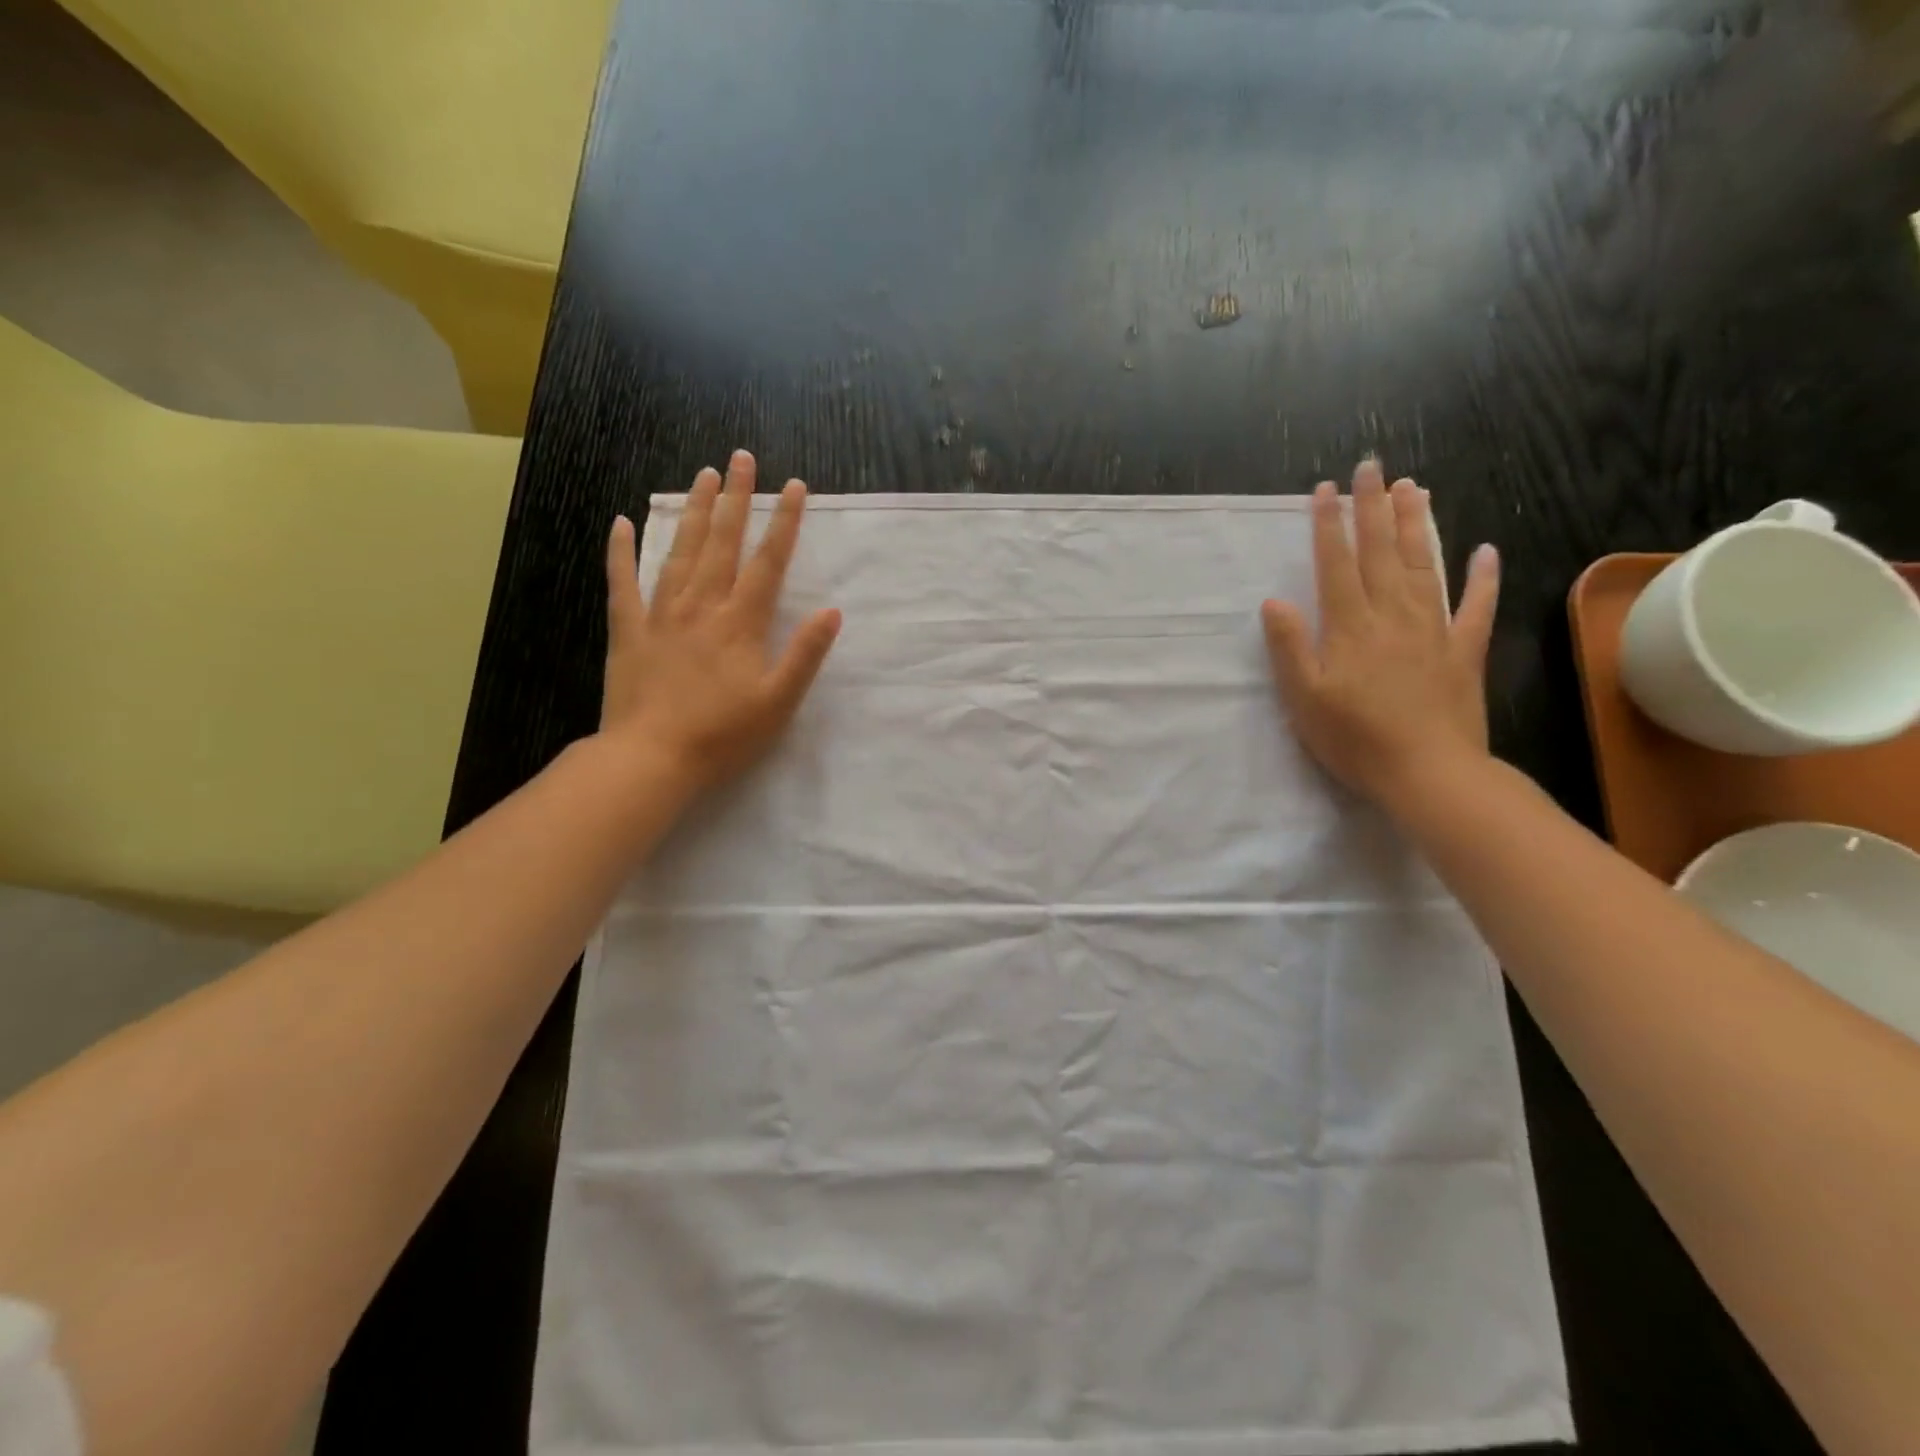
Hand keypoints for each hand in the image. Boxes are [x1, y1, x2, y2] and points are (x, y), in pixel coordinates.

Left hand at [600, 451, 840, 790]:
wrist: (651, 758)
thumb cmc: (723, 735)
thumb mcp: (778, 702)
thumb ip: (805, 654)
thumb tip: (832, 612)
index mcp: (740, 623)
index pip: (768, 562)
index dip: (783, 522)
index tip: (792, 486)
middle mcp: (701, 606)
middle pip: (721, 542)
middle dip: (734, 498)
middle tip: (740, 458)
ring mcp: (661, 614)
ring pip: (679, 551)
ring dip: (692, 511)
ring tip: (701, 476)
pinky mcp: (628, 630)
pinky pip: (622, 582)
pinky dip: (620, 552)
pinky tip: (620, 523)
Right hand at [1261, 458, 1498, 813]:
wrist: (1429, 773)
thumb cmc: (1355, 739)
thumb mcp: (1304, 698)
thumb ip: (1290, 647)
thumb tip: (1274, 602)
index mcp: (1350, 627)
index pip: (1336, 564)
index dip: (1329, 525)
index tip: (1326, 489)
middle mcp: (1392, 616)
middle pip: (1382, 552)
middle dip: (1373, 508)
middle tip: (1372, 466)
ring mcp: (1434, 630)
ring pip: (1425, 566)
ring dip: (1417, 525)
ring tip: (1413, 489)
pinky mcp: (1464, 652)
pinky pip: (1476, 607)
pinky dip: (1483, 577)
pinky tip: (1485, 550)